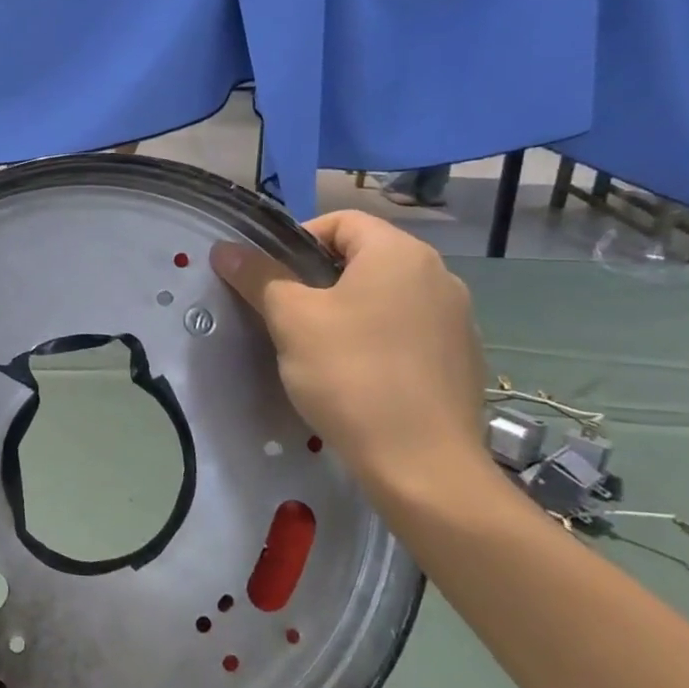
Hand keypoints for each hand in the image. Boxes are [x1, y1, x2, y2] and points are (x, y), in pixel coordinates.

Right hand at [210, 210, 490, 502]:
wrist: (423, 466)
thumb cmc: (350, 375)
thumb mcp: (291, 320)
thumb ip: (258, 276)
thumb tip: (225, 249)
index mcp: (399, 253)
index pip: (341, 221)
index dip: (296, 240)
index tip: (271, 279)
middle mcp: (438, 275)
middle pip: (364, 258)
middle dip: (319, 279)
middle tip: (287, 316)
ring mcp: (458, 319)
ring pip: (386, 296)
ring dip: (348, 310)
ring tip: (319, 349)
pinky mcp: (463, 360)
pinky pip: (408, 331)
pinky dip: (379, 340)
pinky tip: (359, 377)